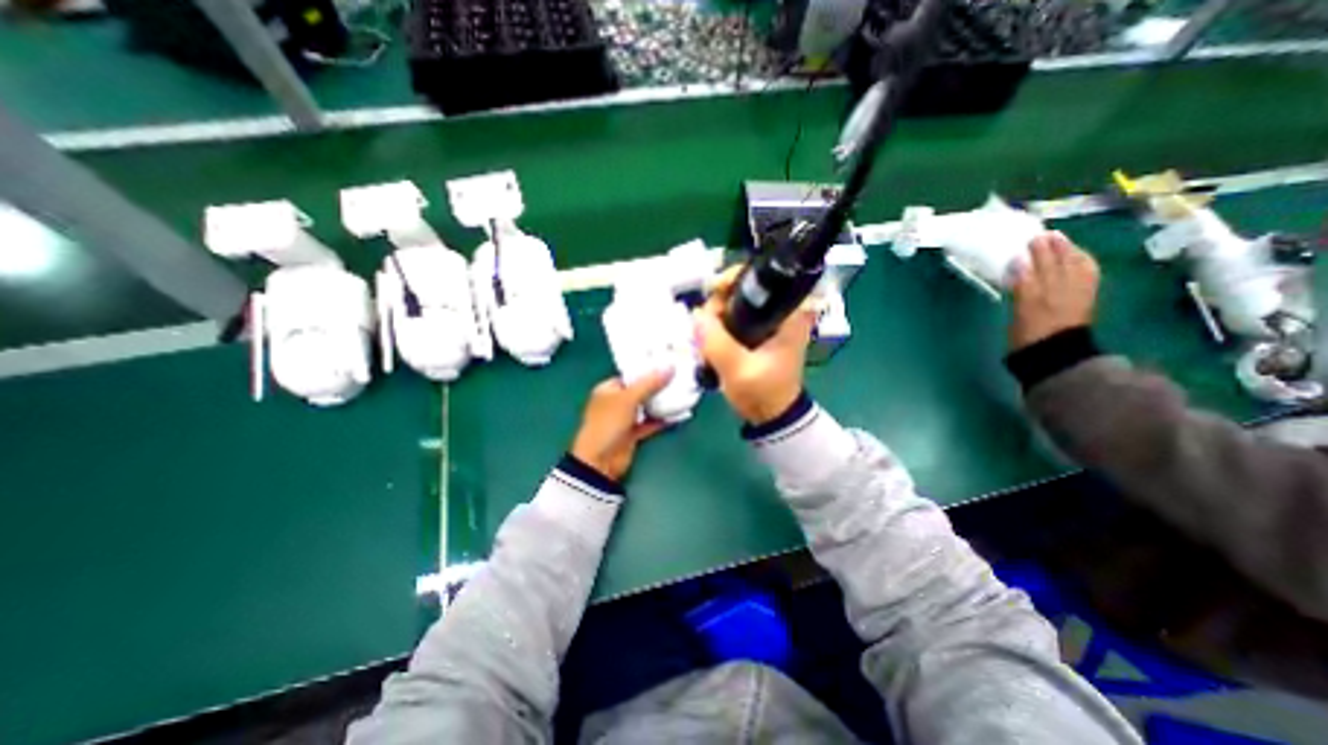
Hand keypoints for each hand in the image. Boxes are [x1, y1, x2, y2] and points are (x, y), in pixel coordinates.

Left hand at [570, 371, 674, 480]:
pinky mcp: (633, 434)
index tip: (667, 365)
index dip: (647, 370)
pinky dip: (662, 419)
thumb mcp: (628, 399)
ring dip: (661, 403)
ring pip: (646, 407)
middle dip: (658, 386)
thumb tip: (670, 367)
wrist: (600, 461)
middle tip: (678, 377)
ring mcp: (624, 419)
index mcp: (608, 389)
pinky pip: (650, 423)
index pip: (630, 376)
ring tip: (682, 392)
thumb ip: (650, 383)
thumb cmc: (608, 423)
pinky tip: (678, 414)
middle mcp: (615, 402)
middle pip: (640, 391)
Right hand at [690, 268, 814, 427]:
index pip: (761, 278)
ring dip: (714, 320)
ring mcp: (766, 323)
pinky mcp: (756, 333)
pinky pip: (731, 319)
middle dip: (718, 306)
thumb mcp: (739, 370)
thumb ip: (717, 342)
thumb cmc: (764, 393)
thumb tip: (696, 315)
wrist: (771, 416)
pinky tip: (709, 343)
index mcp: (788, 314)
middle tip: (705, 329)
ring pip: (732, 305)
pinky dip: (717, 327)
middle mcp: (779, 312)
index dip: (732, 280)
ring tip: (706, 343)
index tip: (712, 293)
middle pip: (740, 290)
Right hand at [1012, 230, 1105, 349]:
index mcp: (1038, 291)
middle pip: (1055, 261)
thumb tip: (1018, 262)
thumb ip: (1021, 286)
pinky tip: (1079, 257)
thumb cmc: (1029, 336)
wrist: (1055, 355)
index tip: (1024, 239)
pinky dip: (1083, 262)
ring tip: (1059, 240)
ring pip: (1073, 264)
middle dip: (1048, 247)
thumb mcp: (1019, 312)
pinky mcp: (1085, 298)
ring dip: (1066, 251)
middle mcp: (1060, 286)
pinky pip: (1087, 273)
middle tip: (1041, 235)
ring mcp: (1076, 291)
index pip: (1036, 265)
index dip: (1032, 251)